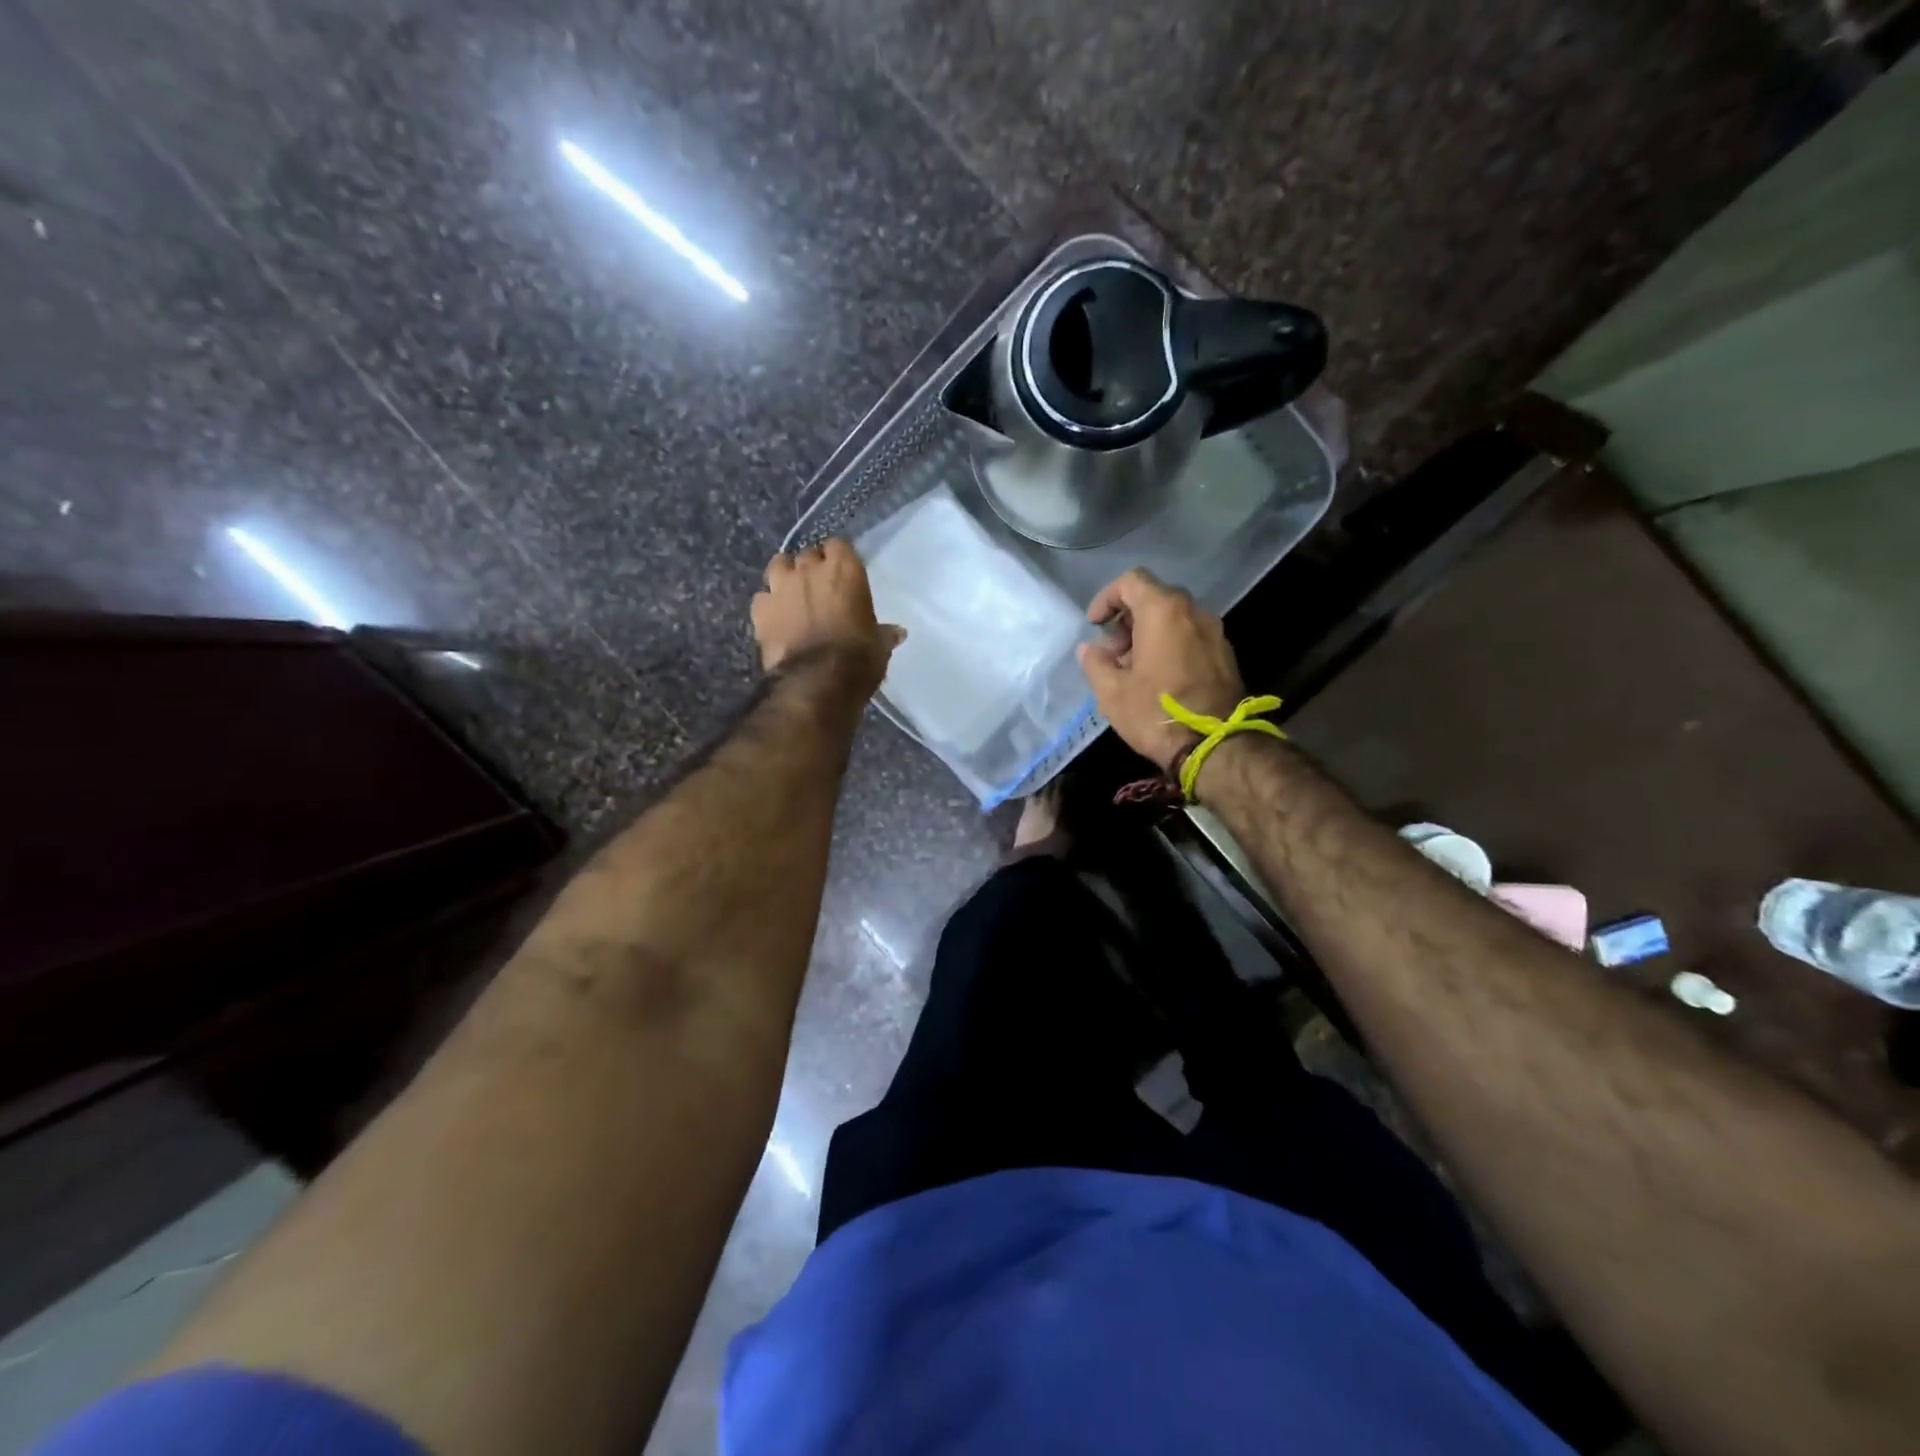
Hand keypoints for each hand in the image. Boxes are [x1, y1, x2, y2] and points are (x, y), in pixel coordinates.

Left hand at [752, 539, 903, 695]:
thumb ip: (883, 633)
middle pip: (808, 553)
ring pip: (778, 565)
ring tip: (792, 593)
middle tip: (819, 587)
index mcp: (844, 570)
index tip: (843, 573)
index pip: (839, 545)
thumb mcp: (879, 646)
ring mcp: (780, 586)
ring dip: (785, 575)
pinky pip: (762, 597)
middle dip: (812, 566)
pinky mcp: (760, 609)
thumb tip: (897, 632)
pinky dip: (768, 604)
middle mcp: (810, 569)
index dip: (839, 558)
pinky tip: (775, 618)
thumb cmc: (858, 658)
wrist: (816, 681)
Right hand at [1077, 568, 1245, 772]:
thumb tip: (1090, 649)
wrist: (1214, 746)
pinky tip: (1158, 678)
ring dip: (1149, 634)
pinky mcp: (1225, 655)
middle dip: (1128, 619)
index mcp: (1164, 611)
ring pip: (1174, 618)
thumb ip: (1095, 663)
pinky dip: (1170, 645)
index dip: (1107, 598)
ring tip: (1132, 669)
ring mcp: (1214, 632)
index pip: (1132, 581)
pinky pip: (1190, 636)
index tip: (1095, 625)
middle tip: (1112, 652)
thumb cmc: (1156, 713)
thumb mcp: (1111, 692)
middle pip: (1155, 598)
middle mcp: (1194, 612)